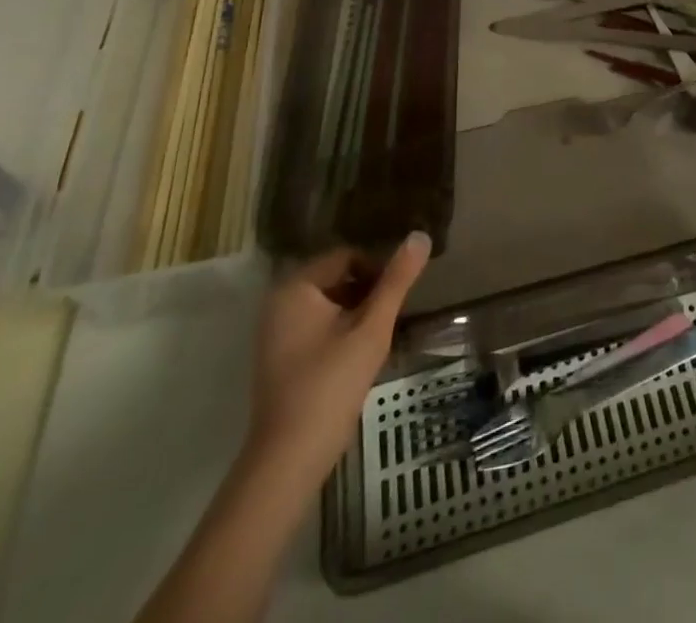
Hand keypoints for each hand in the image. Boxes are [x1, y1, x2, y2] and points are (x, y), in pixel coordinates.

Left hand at [246, 232, 431, 483]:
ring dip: (356, 314)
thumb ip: (397, 280)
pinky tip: (357, 357)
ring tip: (377, 339)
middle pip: (336, 280)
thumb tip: (420, 235)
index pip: (347, 257)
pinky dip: (339, 333)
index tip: (396, 298)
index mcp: (295, 287)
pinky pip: (316, 328)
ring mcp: (274, 333)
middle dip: (367, 294)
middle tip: (390, 319)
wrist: (289, 459)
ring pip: (329, 305)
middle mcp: (278, 303)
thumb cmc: (331, 384)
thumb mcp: (372, 327)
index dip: (377, 272)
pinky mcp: (278, 358)